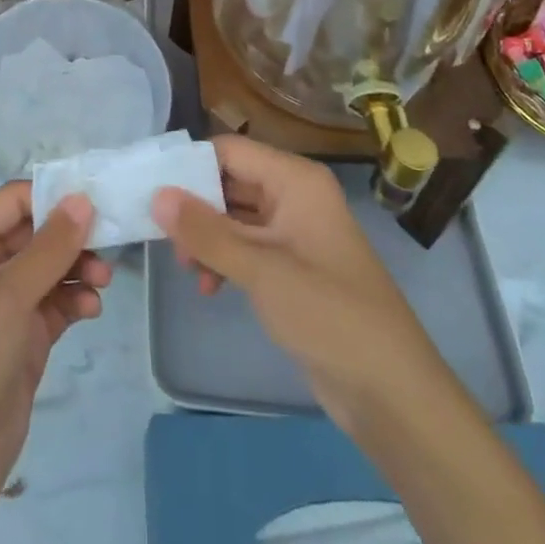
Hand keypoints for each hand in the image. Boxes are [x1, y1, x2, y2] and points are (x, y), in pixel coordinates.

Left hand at [0, 183, 110, 543]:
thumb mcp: (9, 294)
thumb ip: (50, 246)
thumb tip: (83, 199)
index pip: (14, 202)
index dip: (51, 197)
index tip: (95, 200)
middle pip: (35, 234)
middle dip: (71, 236)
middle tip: (110, 241)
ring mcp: (5, 305)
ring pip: (49, 269)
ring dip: (77, 269)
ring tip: (104, 280)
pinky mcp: (23, 338)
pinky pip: (54, 304)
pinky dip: (74, 301)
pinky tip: (92, 308)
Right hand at [151, 134, 432, 432]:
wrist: (392, 393)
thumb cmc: (328, 313)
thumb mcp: (260, 269)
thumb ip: (206, 231)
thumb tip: (156, 195)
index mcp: (295, 180)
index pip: (230, 151)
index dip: (190, 166)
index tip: (152, 190)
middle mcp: (295, 195)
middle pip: (231, 181)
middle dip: (196, 207)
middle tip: (162, 235)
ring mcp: (296, 231)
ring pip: (236, 216)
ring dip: (208, 237)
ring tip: (186, 266)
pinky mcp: (294, 265)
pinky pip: (248, 245)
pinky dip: (225, 259)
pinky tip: (209, 286)